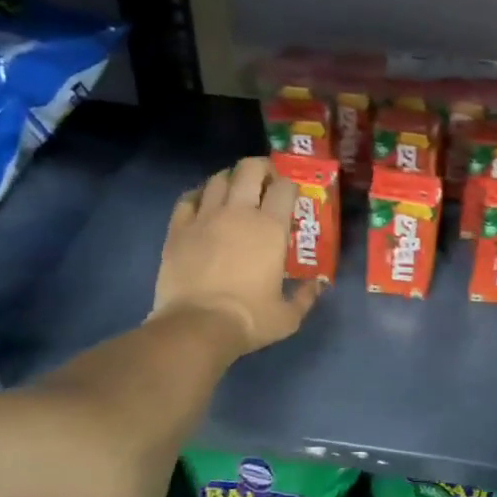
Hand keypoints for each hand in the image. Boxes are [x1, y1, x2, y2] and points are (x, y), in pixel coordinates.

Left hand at [151, 157, 318, 356]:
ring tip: (234, 191)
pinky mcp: (178, 229)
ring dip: (230, 180)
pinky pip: (188, 198)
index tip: (290, 196)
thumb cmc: (249, 319)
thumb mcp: (288, 316)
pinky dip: (198, 195)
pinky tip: (203, 204)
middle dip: (261, 168)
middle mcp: (239, 212)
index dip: (289, 186)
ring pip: (218, 179)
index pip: (284, 187)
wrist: (197, 327)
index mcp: (270, 228)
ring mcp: (205, 217)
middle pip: (249, 169)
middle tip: (265, 182)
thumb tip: (318, 284)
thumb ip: (306, 296)